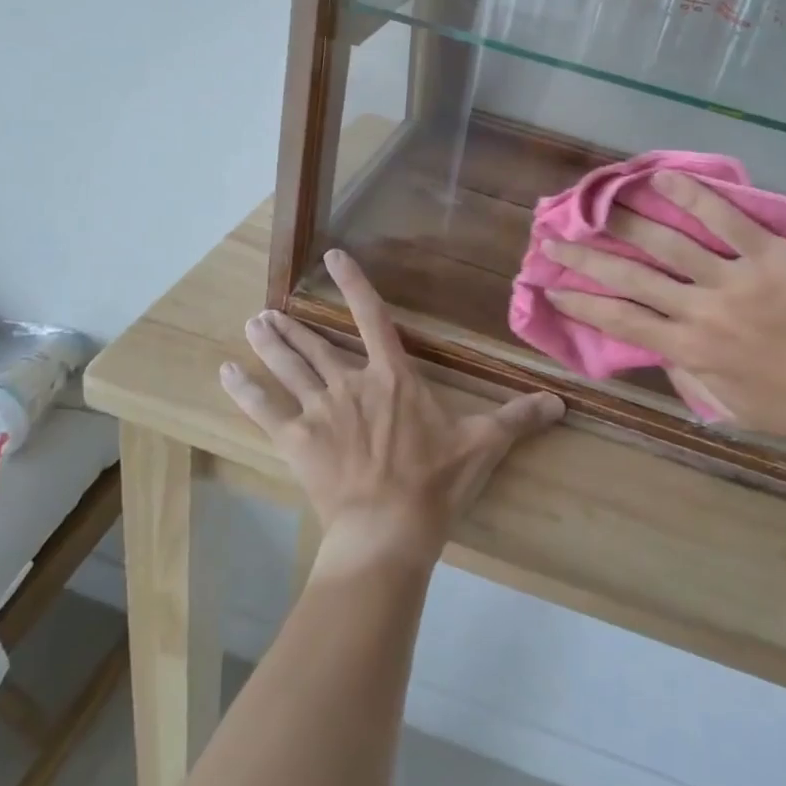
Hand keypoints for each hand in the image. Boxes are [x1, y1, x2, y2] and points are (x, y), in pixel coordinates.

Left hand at [221, 249, 563, 573]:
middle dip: (293, 326)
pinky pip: (265, 410)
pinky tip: (225, 373)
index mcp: (393, 376)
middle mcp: (352, 383)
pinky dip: (244, 390)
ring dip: (269, 344)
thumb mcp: (482, 445)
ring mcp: (320, 410)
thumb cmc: (434, 482)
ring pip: (290, 367)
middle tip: (267, 310)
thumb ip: (518, 418)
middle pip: (318, 344)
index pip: (373, 317)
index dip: (354, 284)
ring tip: (251, 324)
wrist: (388, 529)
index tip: (334, 256)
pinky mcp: (296, 440)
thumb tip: (560, 401)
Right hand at [543, 171, 785, 478]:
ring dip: (623, 221)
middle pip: (628, 277)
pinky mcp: (770, 255)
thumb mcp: (733, 410)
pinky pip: (724, 219)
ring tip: (595, 204)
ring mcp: (734, 280)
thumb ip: (690, 379)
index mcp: (690, 353)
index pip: (620, 322)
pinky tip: (659, 179)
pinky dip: (690, 195)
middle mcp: (701, 312)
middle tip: (552, 240)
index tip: (550, 287)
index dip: (580, 302)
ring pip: (666, 243)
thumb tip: (659, 351)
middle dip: (584, 258)